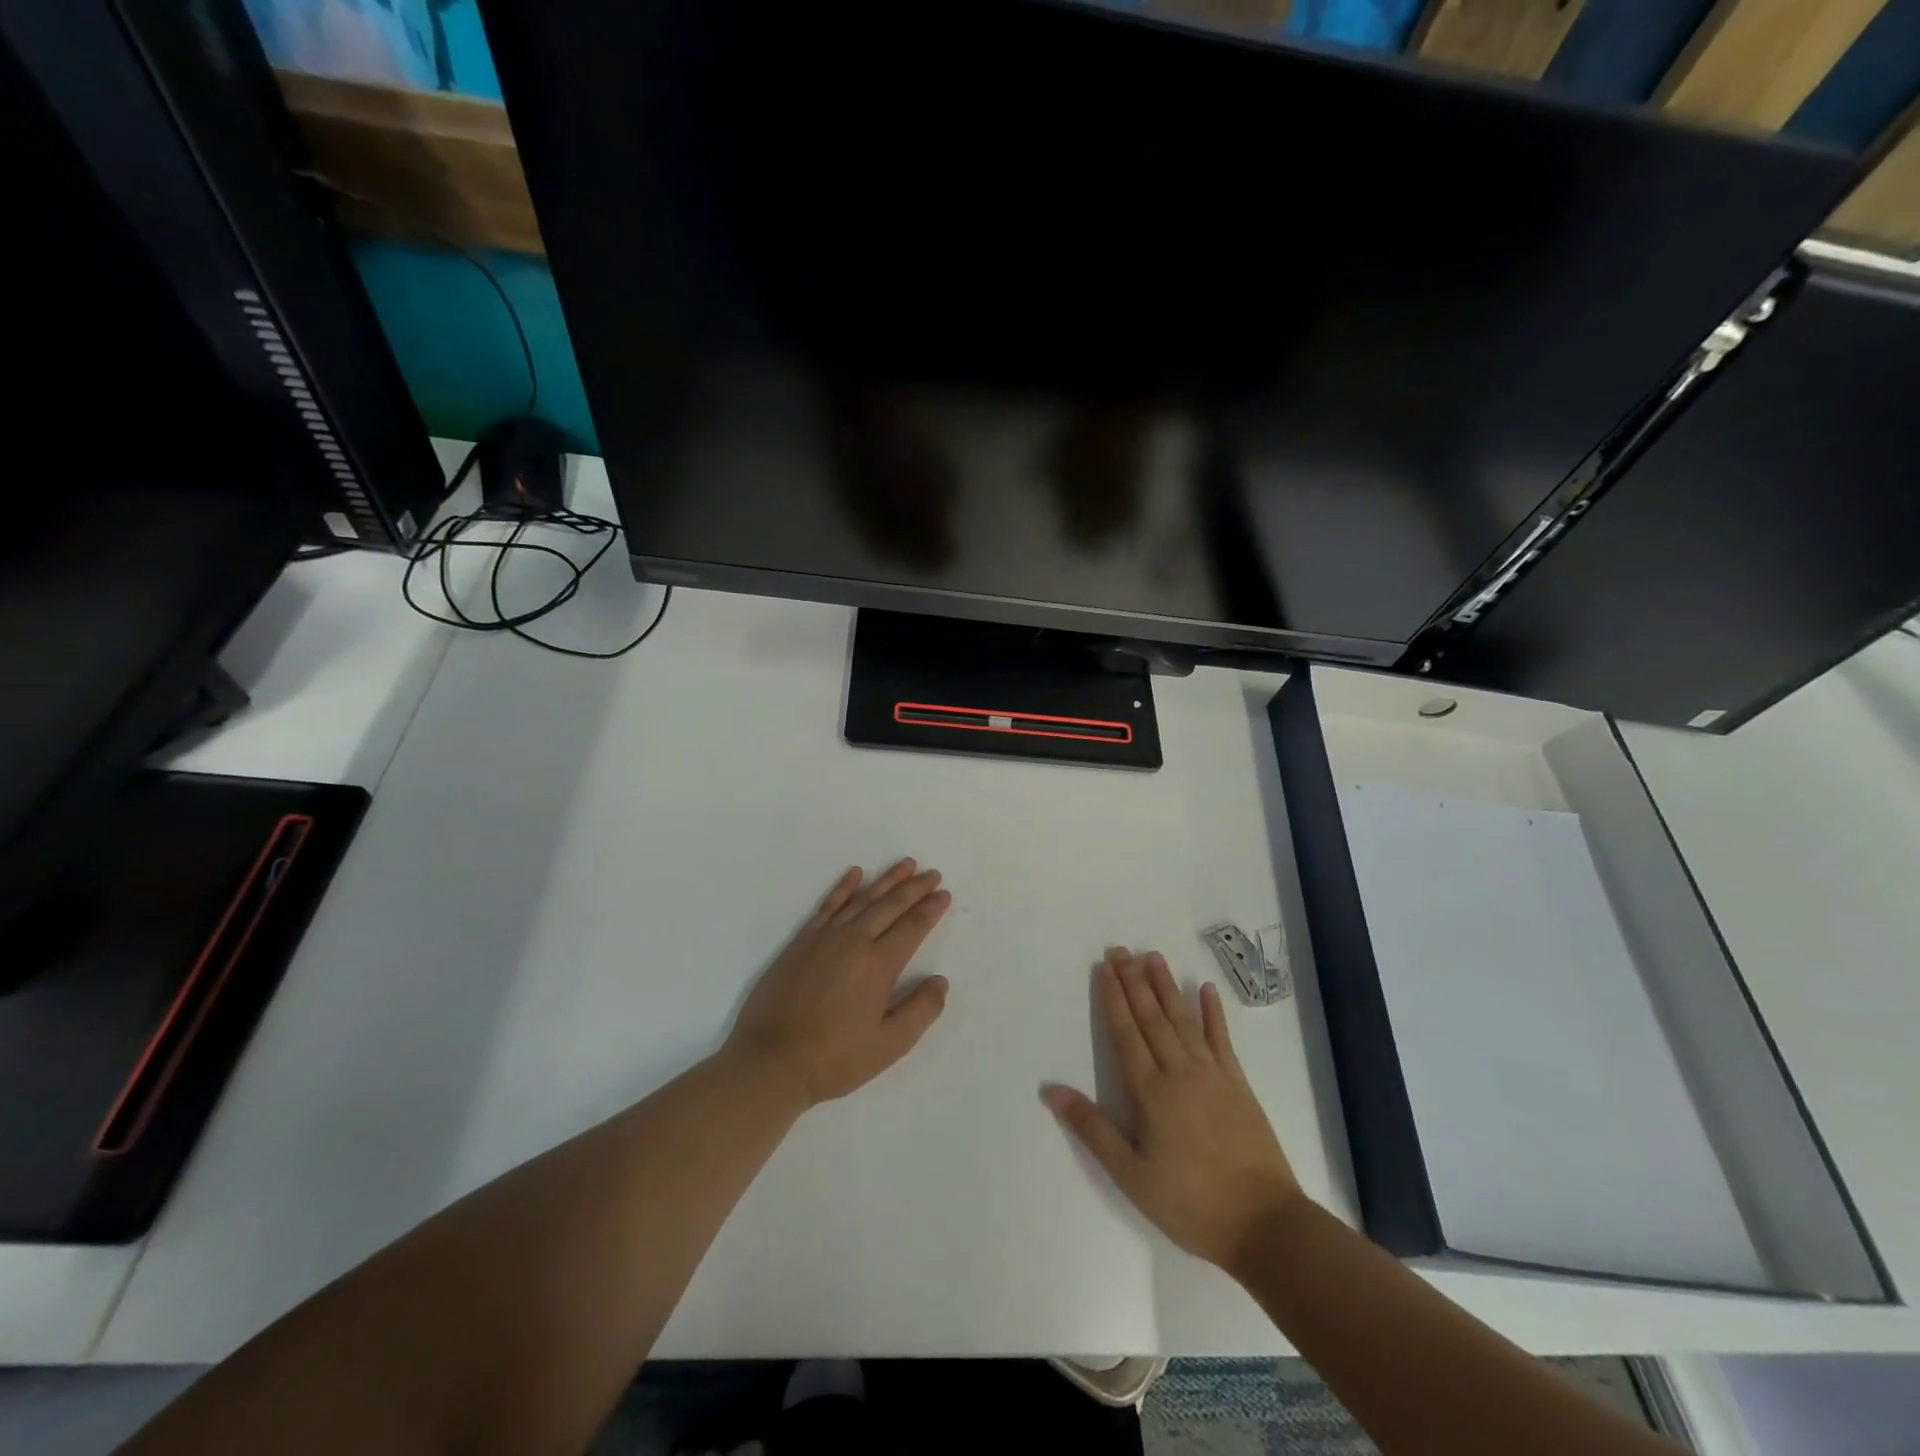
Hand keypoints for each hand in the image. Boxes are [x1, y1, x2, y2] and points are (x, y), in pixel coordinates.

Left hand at [724, 860, 951, 1109]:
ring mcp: (825, 938)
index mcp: (879, 965)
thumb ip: (920, 1010)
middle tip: (932, 873)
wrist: (770, 1061)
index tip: (944, 894)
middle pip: (890, 905)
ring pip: (862, 899)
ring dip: (886, 880)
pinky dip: (843, 887)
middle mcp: (854, 941)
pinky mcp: (801, 942)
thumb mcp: (889, 1045)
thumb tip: (940, 981)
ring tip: (905, 865)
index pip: (912, 927)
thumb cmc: (834, 1059)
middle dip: (914, 888)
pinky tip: (855, 874)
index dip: (930, 909)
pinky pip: (827, 905)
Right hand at [1044, 947, 1304, 1272]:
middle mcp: (1179, 1072)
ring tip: (1153, 956)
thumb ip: (1092, 1129)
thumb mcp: (1130, 1175)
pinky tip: (1205, 989)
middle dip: (1134, 982)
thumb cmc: (1190, 1204)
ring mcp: (1212, 1075)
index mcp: (1150, 1093)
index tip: (1104, 968)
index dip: (1113, 999)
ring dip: (1166, 986)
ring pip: (1183, 1020)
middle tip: (1120, 950)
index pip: (1126, 1034)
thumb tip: (1051, 1090)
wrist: (1265, 1224)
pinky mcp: (1239, 1084)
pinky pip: (1222, 1040)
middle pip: (1152, 1018)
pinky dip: (1213, 1013)